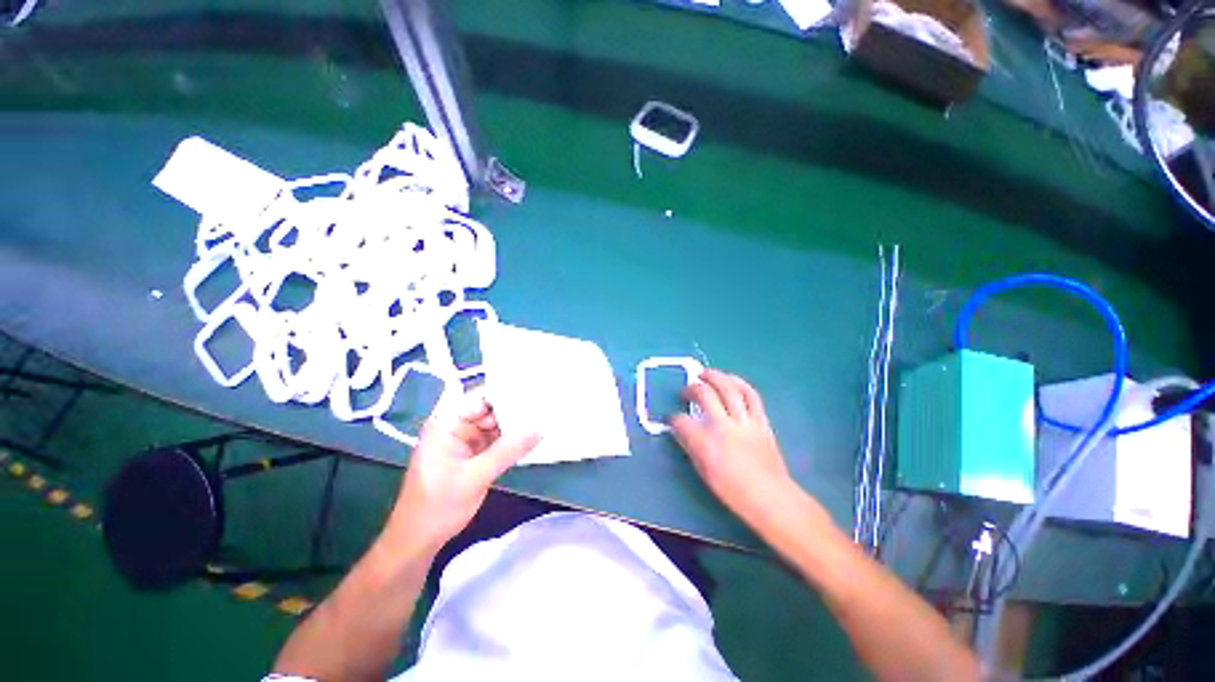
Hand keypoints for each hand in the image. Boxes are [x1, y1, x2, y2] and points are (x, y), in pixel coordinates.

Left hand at [389, 393, 539, 552]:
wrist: (419, 541)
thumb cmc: (437, 507)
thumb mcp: (474, 477)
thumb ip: (507, 451)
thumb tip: (539, 428)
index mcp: (447, 423)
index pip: (481, 397)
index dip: (507, 391)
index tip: (535, 390)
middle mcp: (457, 426)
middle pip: (492, 408)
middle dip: (517, 407)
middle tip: (546, 404)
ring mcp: (468, 439)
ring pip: (498, 424)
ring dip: (518, 423)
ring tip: (545, 415)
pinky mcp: (477, 453)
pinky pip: (499, 439)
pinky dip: (514, 439)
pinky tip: (534, 435)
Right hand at [670, 369, 795, 525]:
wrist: (771, 498)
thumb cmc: (733, 491)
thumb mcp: (703, 471)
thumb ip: (690, 446)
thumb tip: (681, 430)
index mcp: (706, 444)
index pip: (681, 421)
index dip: (672, 418)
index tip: (671, 418)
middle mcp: (723, 426)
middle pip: (704, 394)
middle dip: (691, 388)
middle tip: (685, 391)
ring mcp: (744, 421)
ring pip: (728, 388)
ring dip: (714, 376)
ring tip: (704, 374)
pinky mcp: (761, 421)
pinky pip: (751, 395)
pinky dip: (739, 383)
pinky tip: (730, 379)